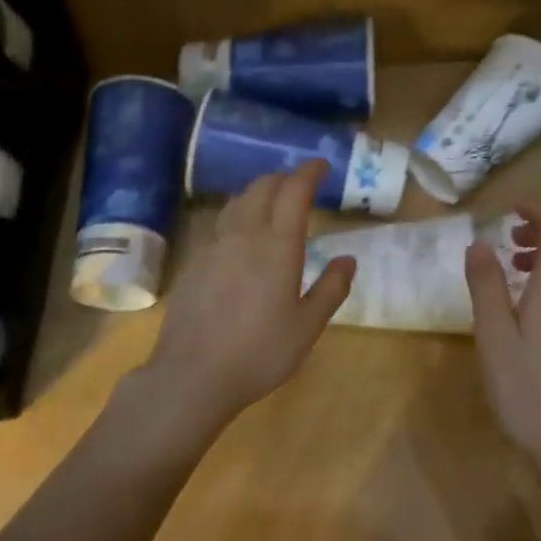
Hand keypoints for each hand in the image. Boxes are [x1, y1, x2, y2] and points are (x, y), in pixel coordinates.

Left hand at [127, 161, 353, 445]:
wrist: (192, 374)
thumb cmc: (259, 352)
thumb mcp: (307, 327)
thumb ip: (331, 289)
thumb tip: (347, 259)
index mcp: (278, 245)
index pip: (294, 190)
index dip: (309, 172)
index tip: (322, 166)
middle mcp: (244, 234)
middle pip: (263, 187)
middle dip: (284, 178)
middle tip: (300, 185)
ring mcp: (213, 245)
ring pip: (237, 201)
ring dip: (258, 192)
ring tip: (271, 202)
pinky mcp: (193, 260)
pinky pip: (219, 222)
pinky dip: (237, 214)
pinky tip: (239, 235)